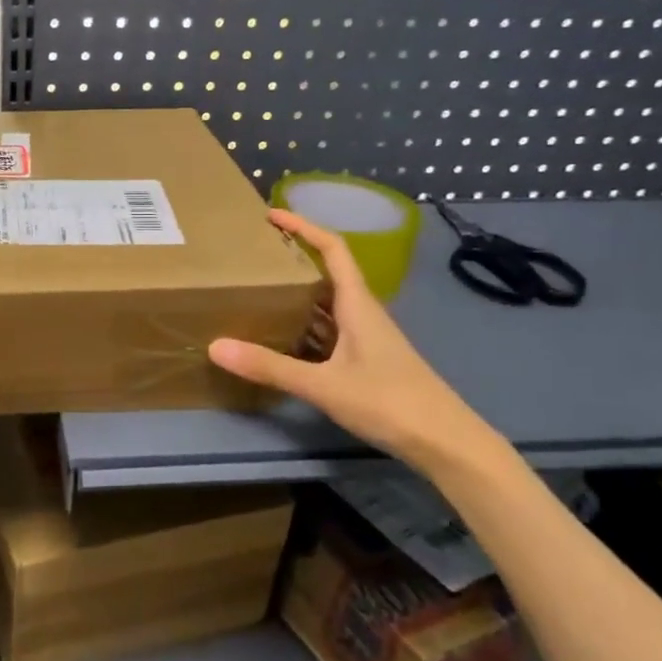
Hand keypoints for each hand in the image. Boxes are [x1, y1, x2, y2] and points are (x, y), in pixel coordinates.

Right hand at [208, 209, 506, 479]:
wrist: (446, 444)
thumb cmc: (390, 402)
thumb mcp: (323, 385)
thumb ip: (270, 366)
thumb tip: (215, 347)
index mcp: (357, 305)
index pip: (332, 249)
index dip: (303, 227)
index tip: (271, 216)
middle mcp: (361, 314)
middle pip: (326, 275)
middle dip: (292, 261)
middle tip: (252, 257)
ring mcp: (365, 340)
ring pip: (325, 307)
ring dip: (295, 297)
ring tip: (255, 293)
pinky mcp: (365, 363)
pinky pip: (327, 334)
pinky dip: (302, 330)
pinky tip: (278, 341)